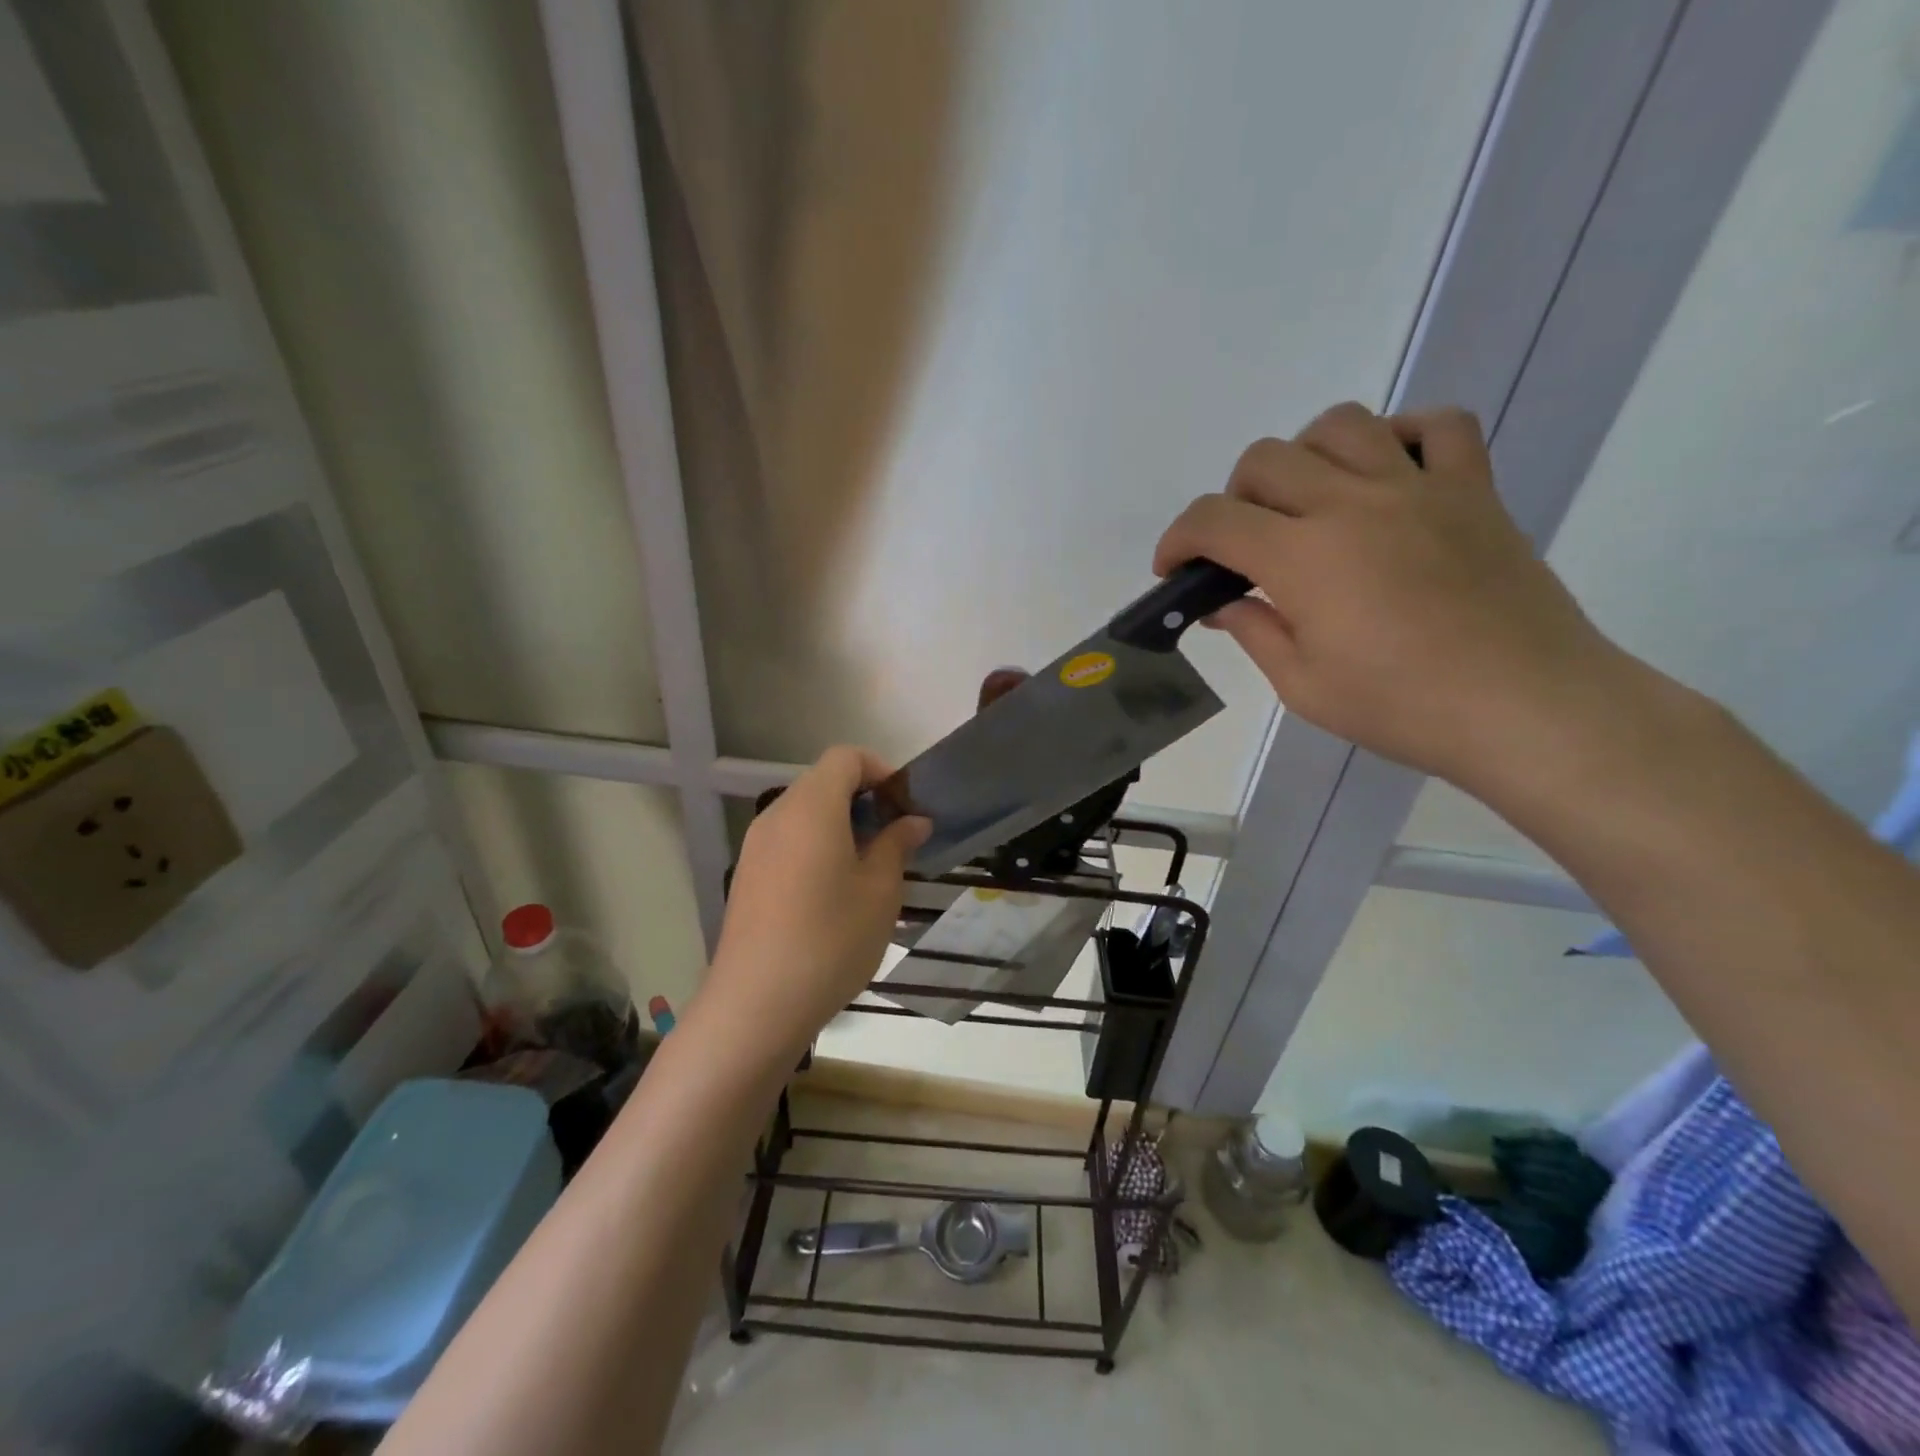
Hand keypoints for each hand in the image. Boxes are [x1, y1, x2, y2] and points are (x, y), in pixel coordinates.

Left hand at [707, 747, 929, 1055]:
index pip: (846, 758)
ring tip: (869, 868)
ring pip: (805, 813)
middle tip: (895, 839)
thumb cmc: (830, 940)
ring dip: (841, 824)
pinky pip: (788, 840)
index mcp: (812, 807)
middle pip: (823, 782)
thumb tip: (913, 821)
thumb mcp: (880, 891)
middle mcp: (777, 815)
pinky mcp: (748, 875)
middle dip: (864, 799)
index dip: (880, 770)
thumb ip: (896, 845)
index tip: (905, 807)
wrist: (756, 1004)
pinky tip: (834, 892)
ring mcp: (756, 846)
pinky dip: (816, 845)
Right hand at [1154, 402, 1622, 787]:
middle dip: (1232, 500)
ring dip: (1304, 457)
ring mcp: (1418, 487)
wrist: (1526, 707)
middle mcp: (1352, 504)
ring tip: (1308, 504)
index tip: (1174, 570)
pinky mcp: (1472, 489)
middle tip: (1244, 550)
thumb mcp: (1304, 685)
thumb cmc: (1403, 707)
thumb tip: (1224, 603)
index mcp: (1303, 557)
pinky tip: (1386, 477)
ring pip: (1340, 425)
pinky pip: (1437, 425)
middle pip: (1265, 459)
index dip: (1178, 540)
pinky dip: (1400, 437)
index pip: (1214, 520)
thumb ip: (1254, 631)